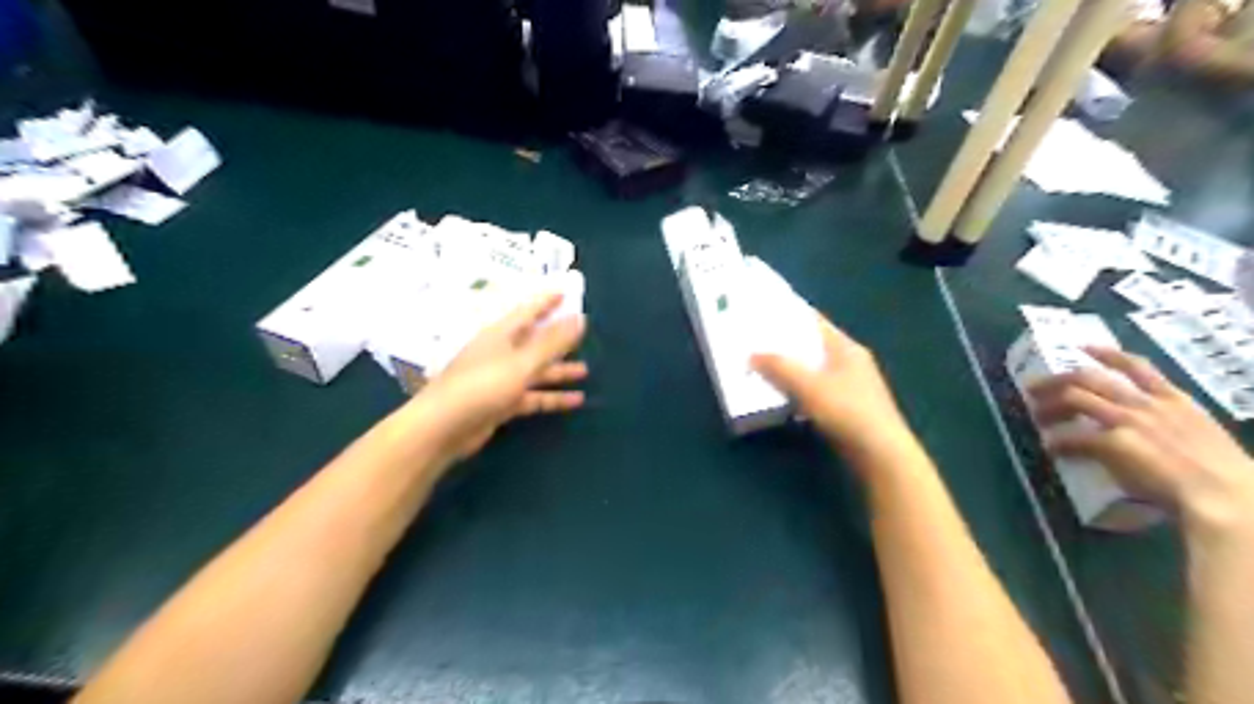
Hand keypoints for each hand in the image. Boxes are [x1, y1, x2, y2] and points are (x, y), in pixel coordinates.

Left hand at [415, 292, 584, 461]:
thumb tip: (580, 318)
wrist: (443, 428)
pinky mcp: (502, 403)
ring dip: (558, 371)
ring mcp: (500, 379)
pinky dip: (552, 397)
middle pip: (533, 341)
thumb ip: (553, 342)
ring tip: (585, 370)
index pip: (528, 311)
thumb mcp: (522, 362)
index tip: (566, 292)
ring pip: (535, 371)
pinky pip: (533, 396)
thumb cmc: (482, 386)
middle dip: (557, 338)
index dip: (546, 301)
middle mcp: (501, 353)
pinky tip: (575, 401)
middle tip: (582, 332)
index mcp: (501, 335)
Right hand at [749, 312, 918, 473]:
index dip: (789, 314)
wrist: (880, 453)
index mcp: (845, 347)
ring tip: (761, 367)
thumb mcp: (808, 386)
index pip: (814, 321)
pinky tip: (780, 396)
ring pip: (813, 369)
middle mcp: (850, 361)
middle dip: (785, 343)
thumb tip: (752, 354)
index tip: (763, 312)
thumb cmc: (847, 411)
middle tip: (754, 340)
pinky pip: (816, 390)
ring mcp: (851, 385)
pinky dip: (798, 389)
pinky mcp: (847, 407)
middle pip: (812, 345)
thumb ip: (779, 367)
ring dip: (790, 368)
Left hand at [1028, 347, 1253, 533]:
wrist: (1226, 494)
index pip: (1137, 366)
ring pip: (1074, 399)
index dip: (1106, 354)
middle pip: (1089, 378)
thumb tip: (1146, 432)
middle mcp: (1146, 405)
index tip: (1083, 348)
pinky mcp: (1114, 442)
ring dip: (1049, 407)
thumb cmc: (1224, 474)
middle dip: (1057, 380)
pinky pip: (1073, 438)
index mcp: (1174, 401)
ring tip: (1037, 416)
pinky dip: (1058, 442)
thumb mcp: (1201, 433)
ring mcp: (1128, 421)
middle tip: (1035, 388)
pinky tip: (1051, 448)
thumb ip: (1171, 424)